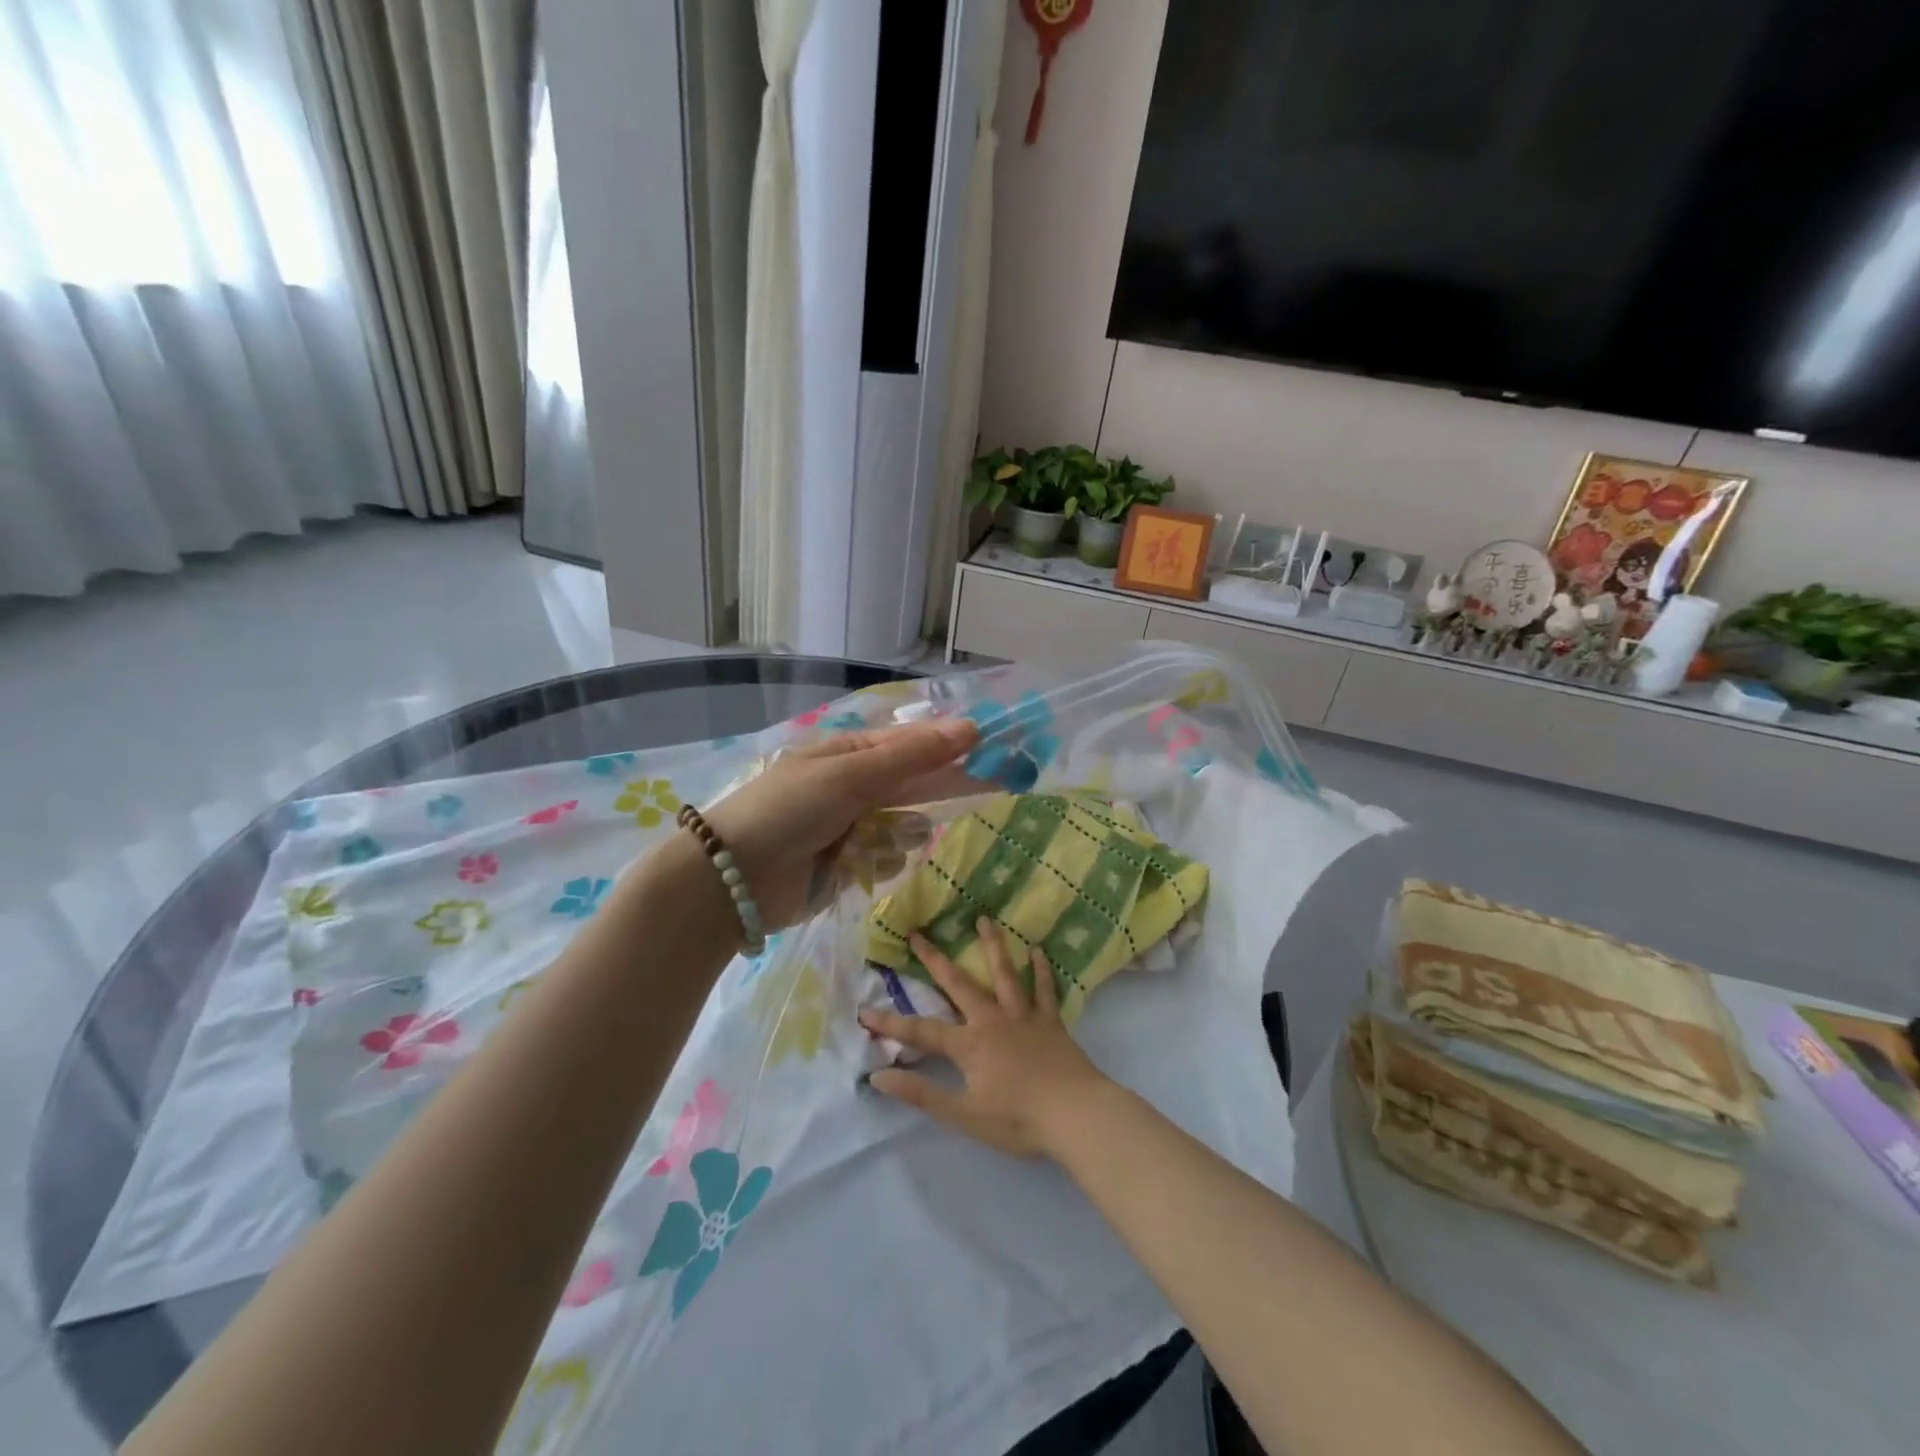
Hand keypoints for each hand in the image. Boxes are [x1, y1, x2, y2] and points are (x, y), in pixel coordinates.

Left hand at [701, 718, 978, 930]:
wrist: (732, 879)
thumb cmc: (788, 811)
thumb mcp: (850, 775)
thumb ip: (911, 757)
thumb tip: (970, 727)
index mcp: (848, 752)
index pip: (912, 742)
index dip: (951, 743)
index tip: (992, 745)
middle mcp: (854, 786)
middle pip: (914, 782)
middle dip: (942, 786)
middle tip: (995, 784)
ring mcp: (852, 827)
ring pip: (906, 825)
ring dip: (902, 834)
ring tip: (874, 841)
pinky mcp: (850, 866)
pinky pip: (888, 858)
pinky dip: (882, 862)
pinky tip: (861, 866)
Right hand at [860, 920, 1111, 1159]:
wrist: (1077, 1115)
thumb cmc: (1019, 1120)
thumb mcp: (964, 1115)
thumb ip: (922, 1095)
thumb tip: (879, 1076)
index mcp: (970, 1045)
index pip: (921, 1032)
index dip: (891, 1023)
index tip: (864, 1011)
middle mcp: (993, 1021)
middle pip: (959, 985)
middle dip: (935, 960)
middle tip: (918, 933)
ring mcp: (1024, 1017)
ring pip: (1004, 975)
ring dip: (992, 946)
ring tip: (983, 918)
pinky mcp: (1051, 1023)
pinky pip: (1044, 991)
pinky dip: (1040, 971)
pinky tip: (1038, 951)